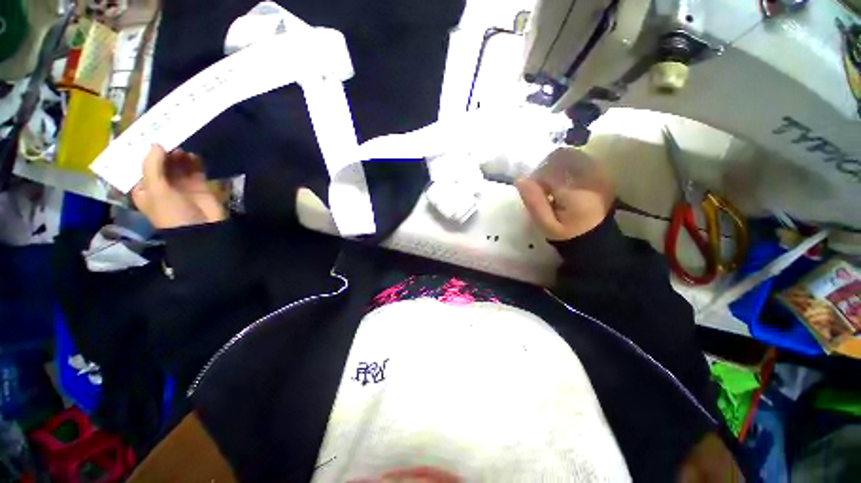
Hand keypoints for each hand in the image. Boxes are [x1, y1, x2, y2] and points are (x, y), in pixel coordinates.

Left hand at [131, 145, 226, 229]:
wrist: (202, 228)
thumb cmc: (172, 211)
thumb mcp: (156, 189)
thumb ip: (153, 165)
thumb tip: (156, 143)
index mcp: (145, 189)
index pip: (142, 166)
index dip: (145, 153)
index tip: (150, 138)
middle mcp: (161, 185)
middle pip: (161, 163)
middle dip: (164, 153)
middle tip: (169, 140)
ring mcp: (181, 185)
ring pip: (178, 165)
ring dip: (179, 156)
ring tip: (181, 149)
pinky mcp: (199, 185)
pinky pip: (195, 169)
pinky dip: (194, 161)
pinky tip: (193, 155)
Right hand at [515, 148, 613, 240]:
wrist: (597, 238)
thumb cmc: (568, 233)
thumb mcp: (546, 224)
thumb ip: (534, 202)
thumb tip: (519, 179)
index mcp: (575, 191)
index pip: (548, 170)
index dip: (535, 178)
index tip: (533, 192)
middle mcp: (589, 176)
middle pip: (560, 156)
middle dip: (546, 168)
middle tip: (543, 187)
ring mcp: (599, 172)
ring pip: (570, 154)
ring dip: (556, 165)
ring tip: (554, 185)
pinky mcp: (601, 172)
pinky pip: (580, 158)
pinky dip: (567, 165)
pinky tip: (565, 181)